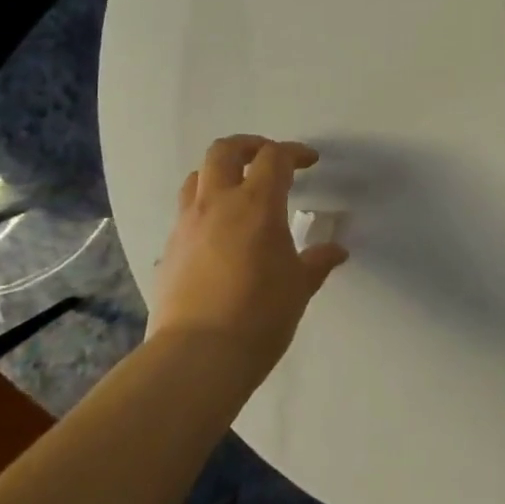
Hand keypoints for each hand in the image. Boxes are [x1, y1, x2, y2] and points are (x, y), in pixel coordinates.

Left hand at [149, 136, 348, 370]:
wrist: (197, 358)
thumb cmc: (260, 315)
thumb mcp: (299, 286)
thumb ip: (317, 262)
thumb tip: (336, 251)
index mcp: (256, 204)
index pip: (274, 158)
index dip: (294, 153)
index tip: (309, 161)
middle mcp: (217, 204)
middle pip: (224, 151)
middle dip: (248, 146)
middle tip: (267, 158)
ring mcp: (187, 226)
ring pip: (196, 177)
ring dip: (219, 174)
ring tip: (238, 191)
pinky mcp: (168, 252)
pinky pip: (185, 214)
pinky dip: (204, 210)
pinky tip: (218, 236)